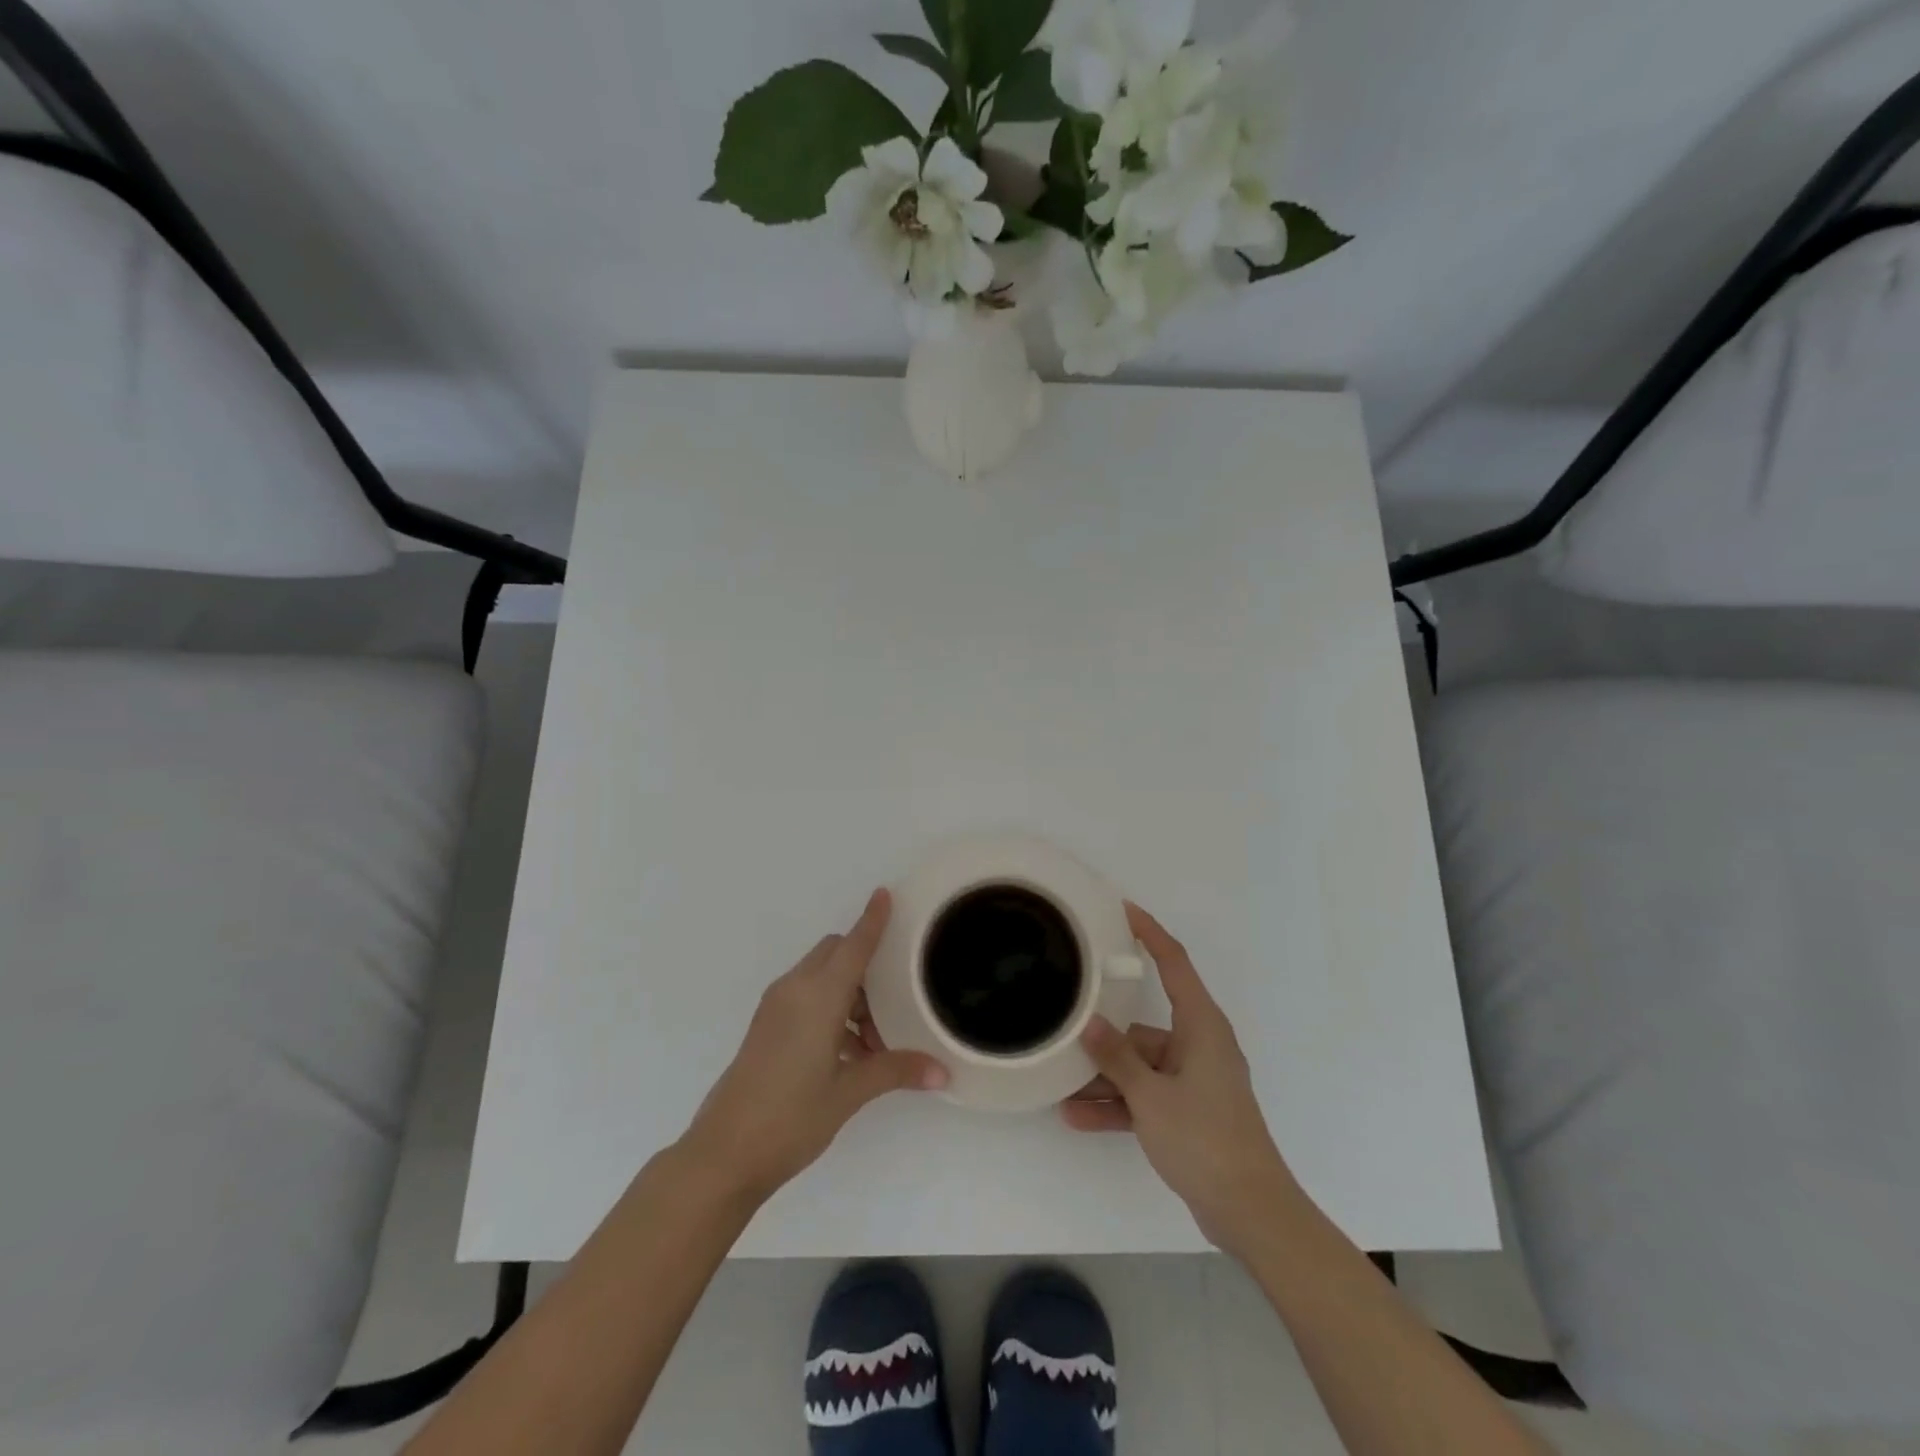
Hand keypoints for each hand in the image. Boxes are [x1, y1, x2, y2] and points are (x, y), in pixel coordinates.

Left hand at [679, 889, 947, 1204]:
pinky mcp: (766, 1026)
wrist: (723, 1154)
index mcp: (817, 996)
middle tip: (895, 1001)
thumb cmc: (790, 1117)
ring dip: (850, 994)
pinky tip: (849, 1053)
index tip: (885, 893)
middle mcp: (795, 990)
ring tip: (875, 1042)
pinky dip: (831, 1009)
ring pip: (821, 977)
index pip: (853, 946)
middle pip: (835, 954)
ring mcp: (776, 1007)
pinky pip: (806, 998)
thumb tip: (941, 1072)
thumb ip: (895, 1071)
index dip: (871, 920)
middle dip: (866, 965)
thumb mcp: (849, 1093)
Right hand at [1062, 902, 1298, 1255]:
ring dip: (1106, 1078)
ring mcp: (1194, 1080)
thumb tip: (1088, 1022)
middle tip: (1066, 1019)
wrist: (1251, 1213)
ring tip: (1061, 1085)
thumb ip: (1116, 1057)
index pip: (1174, 963)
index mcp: (1201, 1026)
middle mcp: (1198, 1045)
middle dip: (1106, 1033)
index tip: (1123, 910)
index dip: (1149, 933)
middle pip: (1144, 1025)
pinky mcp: (1188, 1111)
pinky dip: (1119, 1104)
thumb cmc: (1205, 1139)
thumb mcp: (1151, 1096)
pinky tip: (1078, 1116)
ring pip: (1140, 1065)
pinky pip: (1145, 1095)